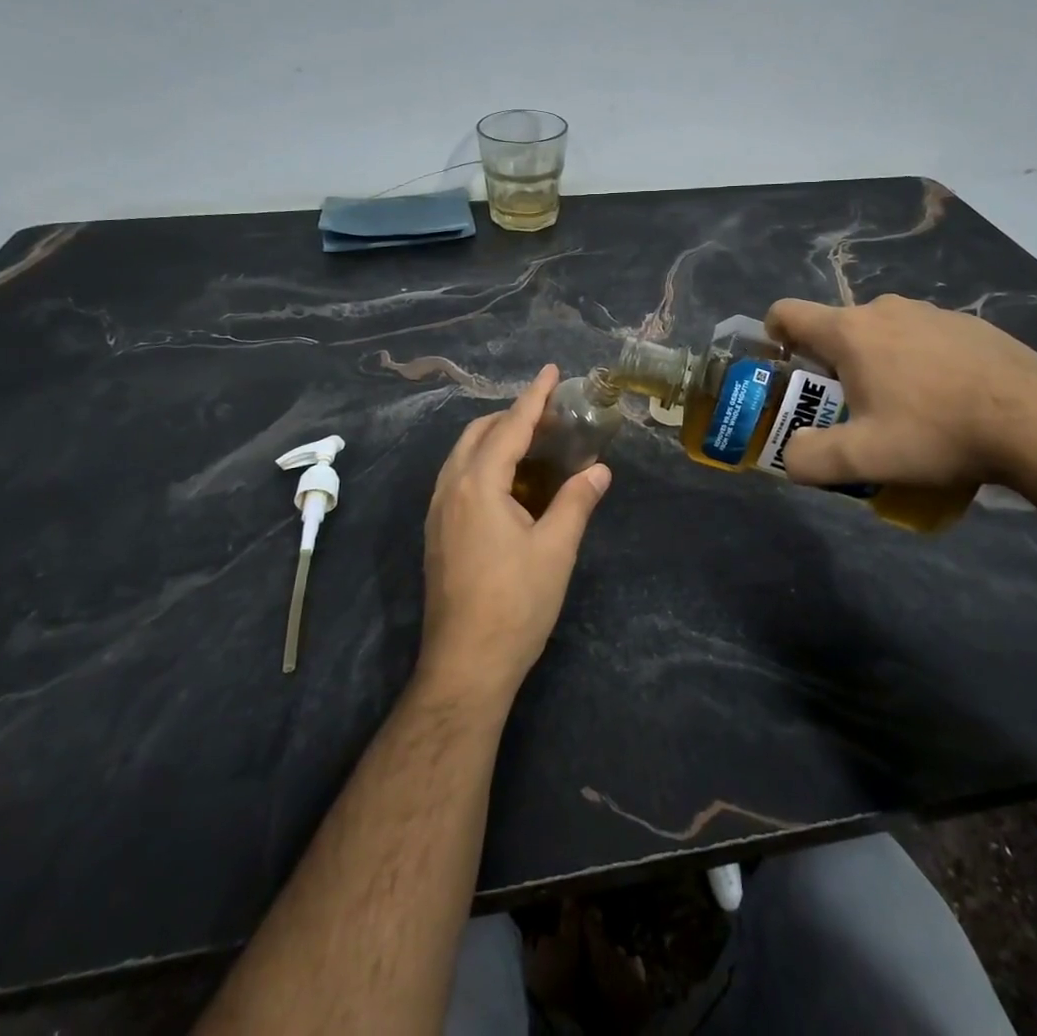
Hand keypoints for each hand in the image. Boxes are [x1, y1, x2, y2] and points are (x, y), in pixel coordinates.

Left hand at [418, 366, 610, 705]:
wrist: (466, 665)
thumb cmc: (515, 604)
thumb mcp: (556, 550)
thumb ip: (576, 501)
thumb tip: (599, 469)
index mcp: (478, 485)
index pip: (509, 426)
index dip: (534, 397)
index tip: (551, 370)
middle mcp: (450, 489)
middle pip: (478, 434)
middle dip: (512, 416)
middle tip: (551, 416)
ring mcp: (438, 513)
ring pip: (464, 456)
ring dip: (495, 439)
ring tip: (533, 443)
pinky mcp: (437, 534)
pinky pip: (458, 478)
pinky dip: (484, 463)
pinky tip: (510, 483)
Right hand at [764, 294, 1036, 490]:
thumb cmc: (937, 432)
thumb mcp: (863, 459)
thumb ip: (810, 459)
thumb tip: (791, 457)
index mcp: (850, 332)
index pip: (788, 313)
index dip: (773, 335)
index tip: (783, 367)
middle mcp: (885, 310)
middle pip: (837, 330)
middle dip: (830, 366)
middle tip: (847, 411)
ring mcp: (931, 313)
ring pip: (882, 335)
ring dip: (876, 365)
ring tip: (902, 413)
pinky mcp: (969, 325)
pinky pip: (923, 340)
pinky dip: (918, 364)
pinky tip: (946, 404)